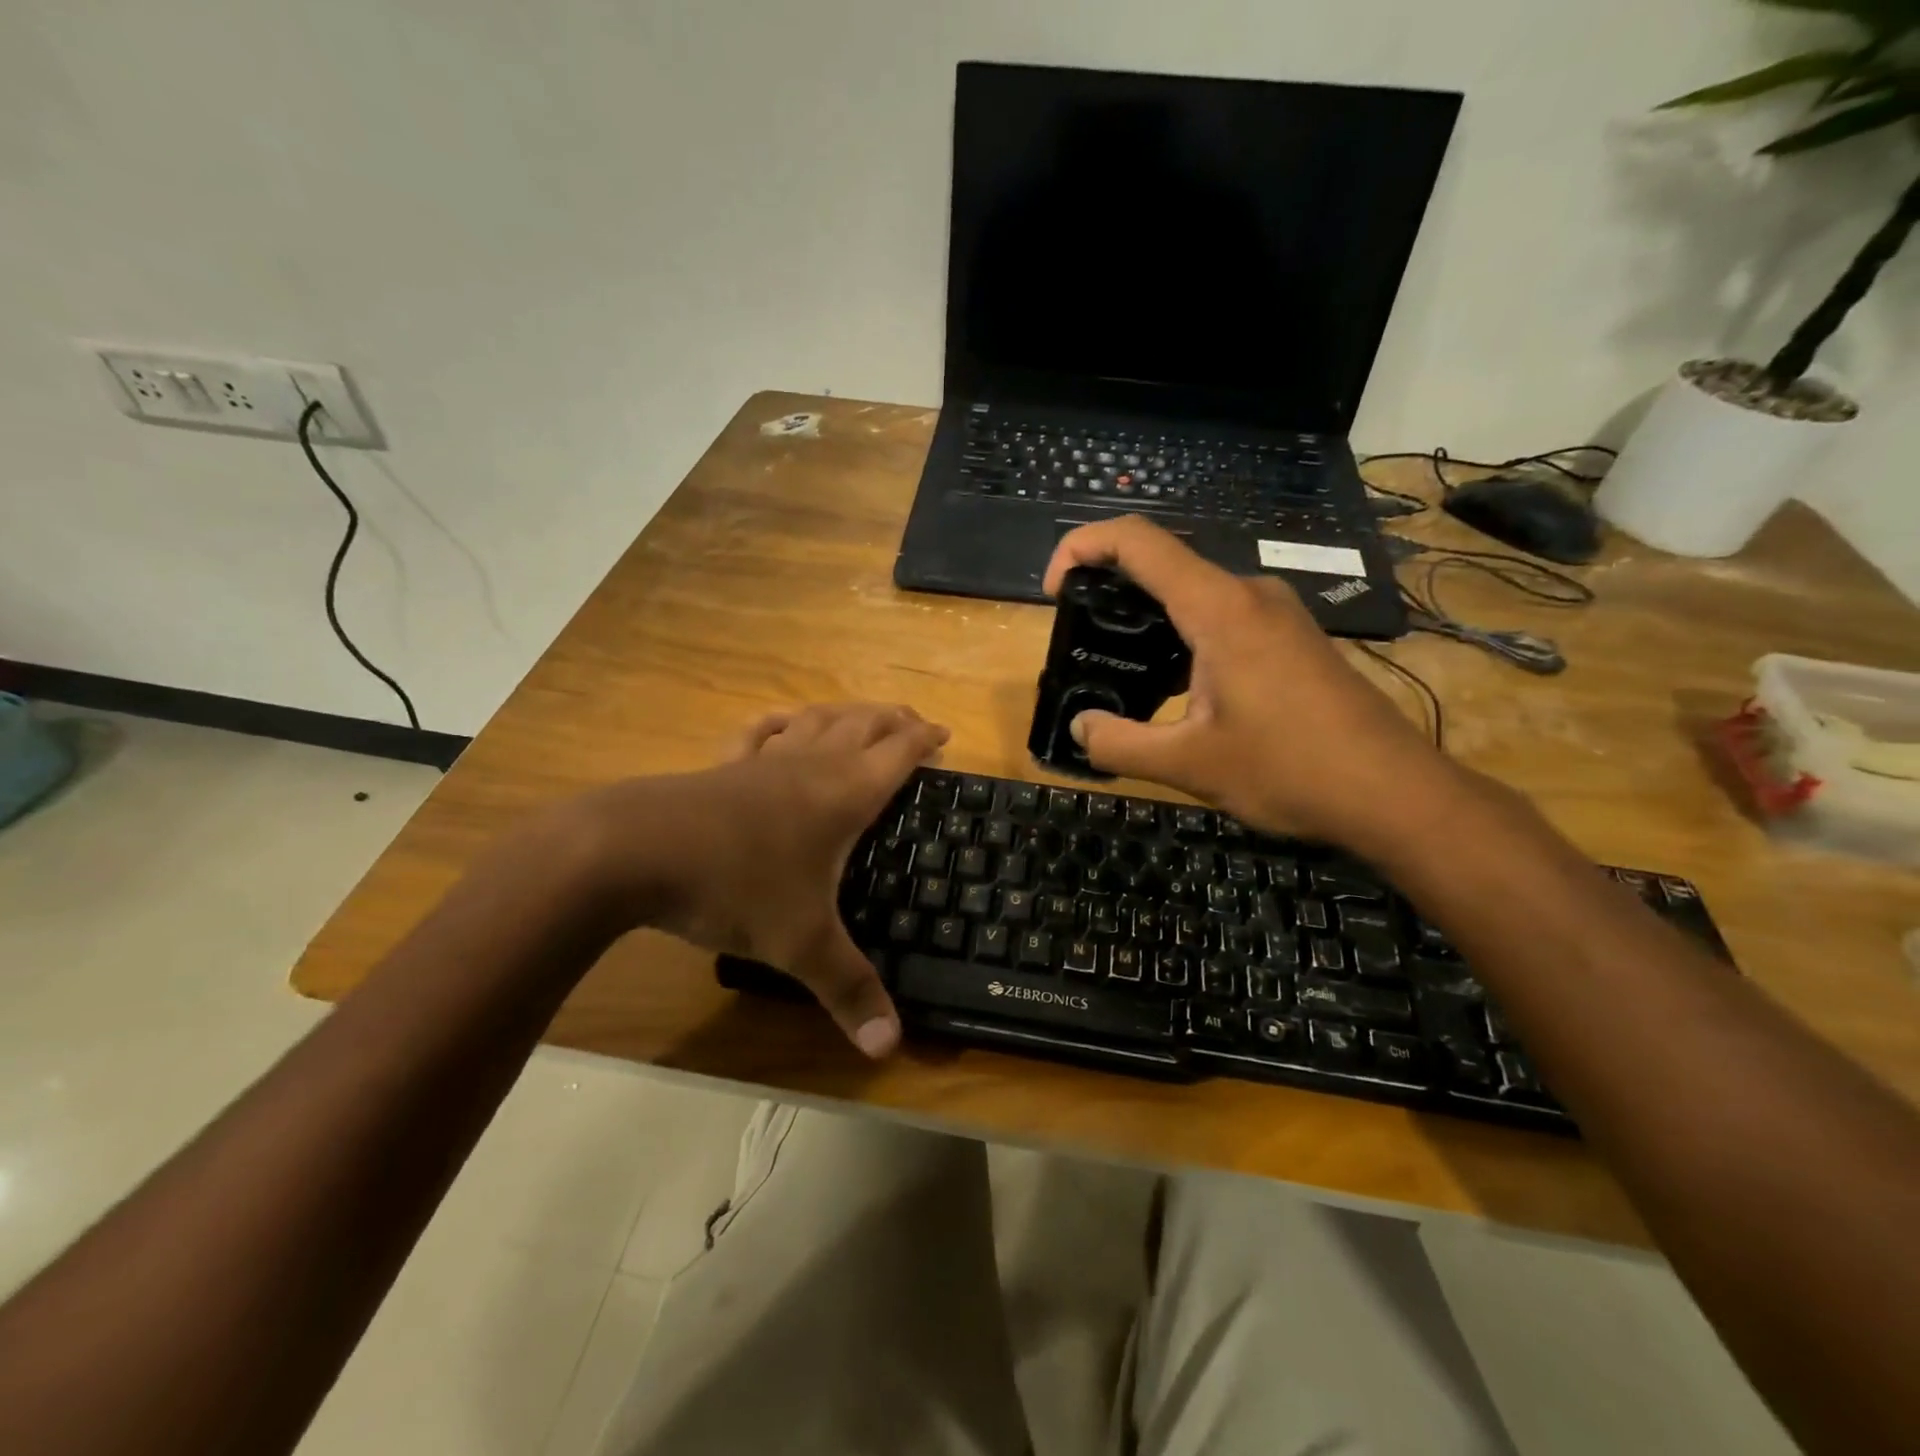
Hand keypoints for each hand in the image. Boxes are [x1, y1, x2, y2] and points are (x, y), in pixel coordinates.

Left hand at [574, 704, 947, 1057]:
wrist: (634, 851)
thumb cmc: (735, 886)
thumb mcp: (800, 945)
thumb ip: (848, 992)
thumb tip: (890, 1048)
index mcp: (844, 794)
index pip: (898, 753)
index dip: (925, 740)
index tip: (946, 736)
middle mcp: (811, 765)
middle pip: (863, 724)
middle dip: (894, 720)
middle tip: (915, 723)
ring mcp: (764, 761)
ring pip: (817, 720)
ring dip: (847, 713)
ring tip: (863, 716)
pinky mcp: (723, 767)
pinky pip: (760, 732)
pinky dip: (781, 721)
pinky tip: (784, 721)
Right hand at [1043, 516, 1453, 851]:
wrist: (1395, 792)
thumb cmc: (1291, 770)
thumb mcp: (1189, 765)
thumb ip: (1119, 744)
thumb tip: (1079, 728)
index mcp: (1219, 609)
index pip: (1137, 541)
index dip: (1081, 547)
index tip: (1054, 590)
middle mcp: (1249, 595)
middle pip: (1163, 562)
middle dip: (1109, 587)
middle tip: (1078, 636)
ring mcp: (1277, 614)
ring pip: (1193, 593)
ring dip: (1147, 617)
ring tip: (1118, 666)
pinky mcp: (1292, 639)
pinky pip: (1222, 617)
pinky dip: (1182, 636)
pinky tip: (1174, 688)